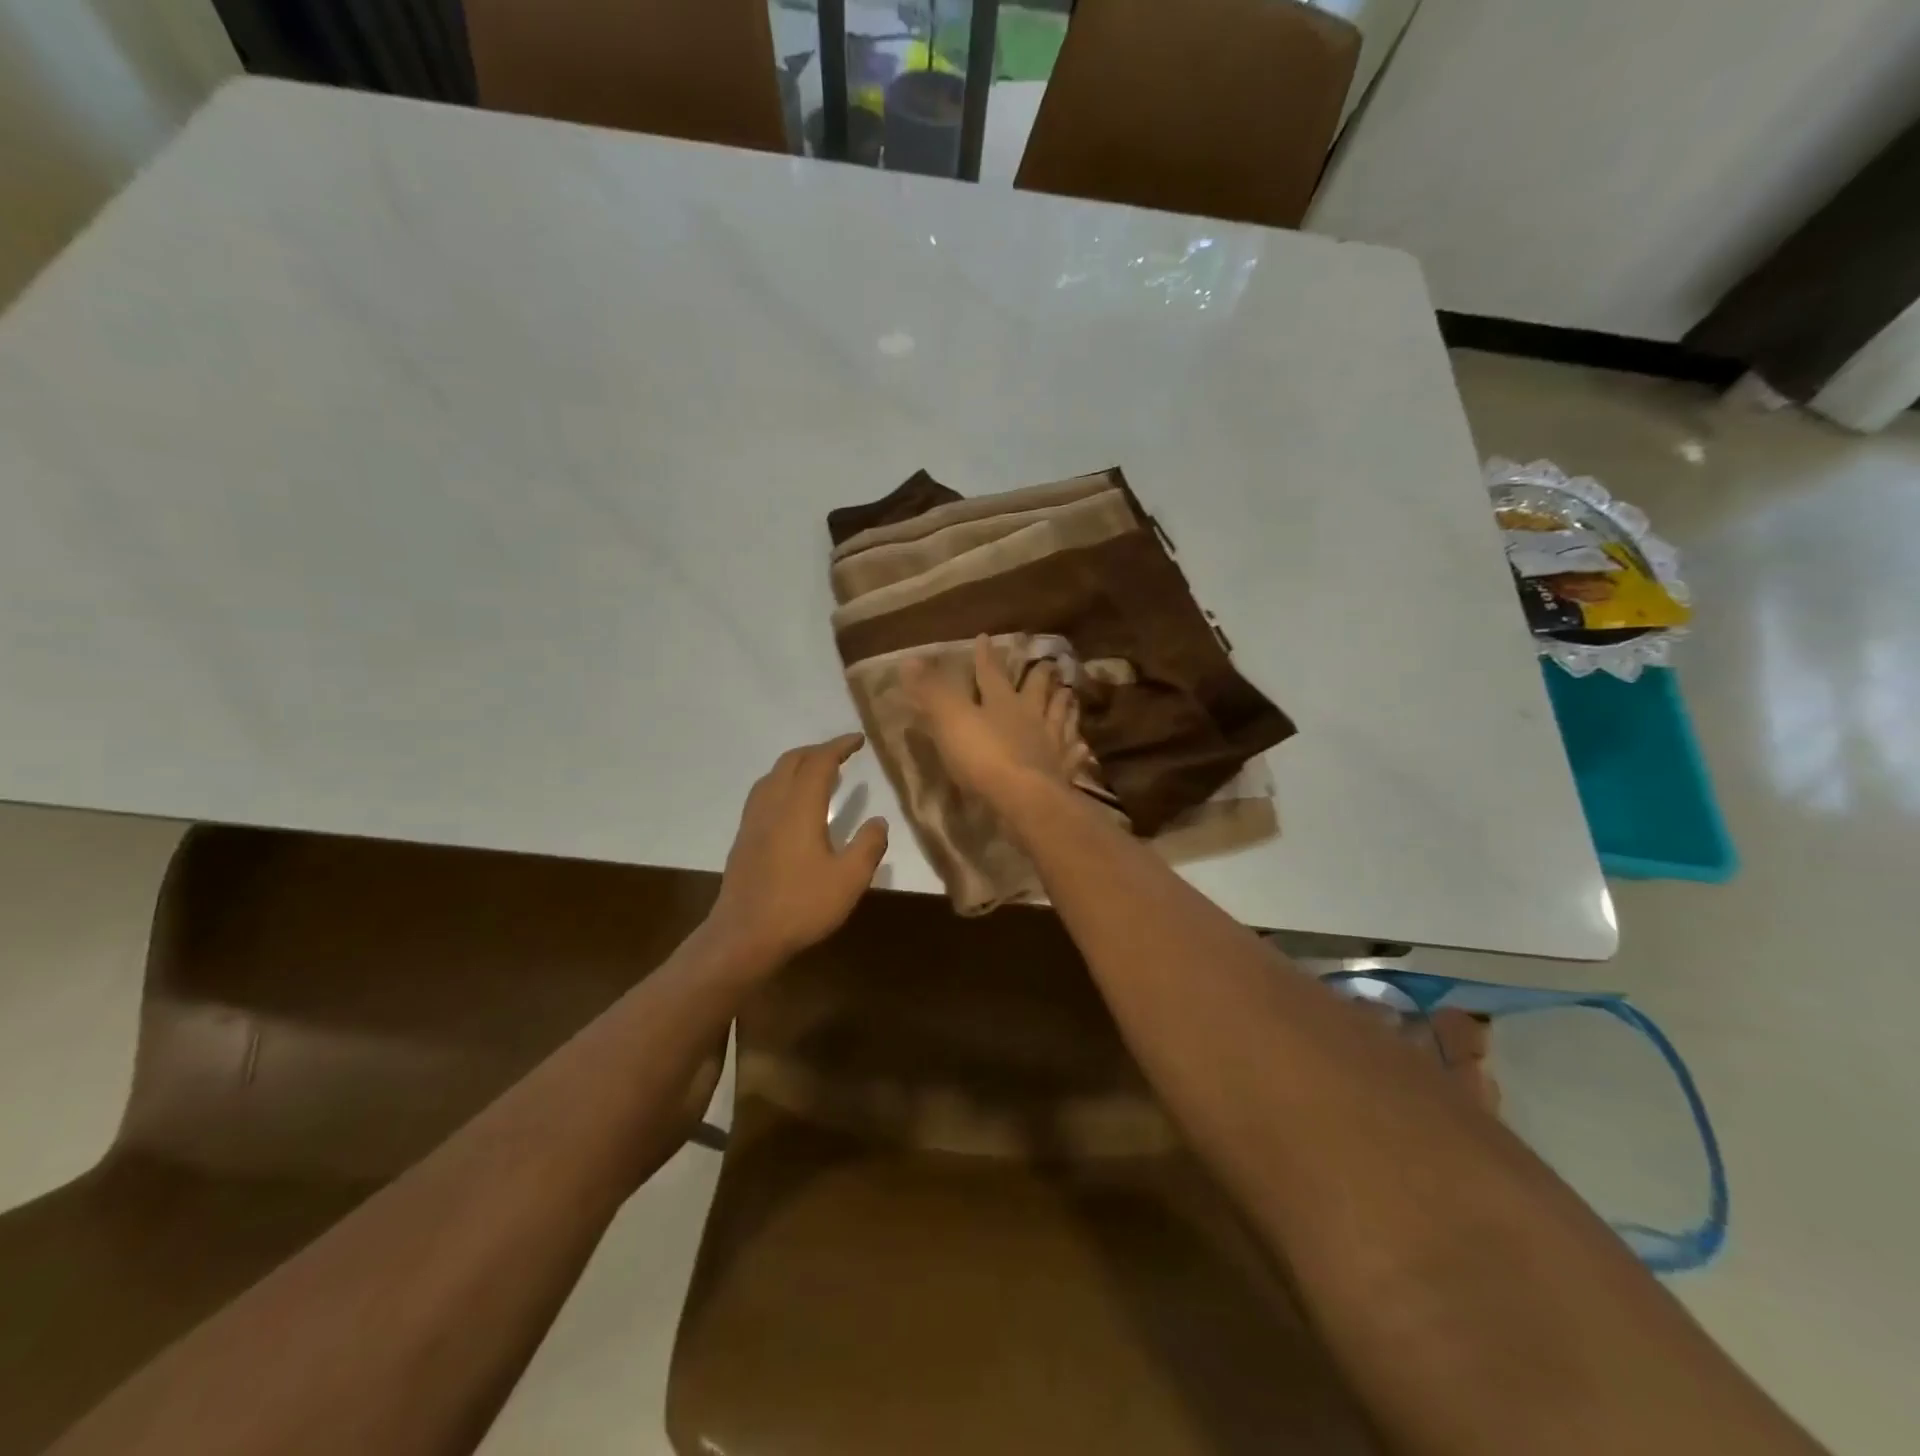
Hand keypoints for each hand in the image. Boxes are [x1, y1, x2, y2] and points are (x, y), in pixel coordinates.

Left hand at [707, 734, 888, 968]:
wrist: (743, 936)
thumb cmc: (801, 905)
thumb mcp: (849, 879)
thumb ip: (869, 846)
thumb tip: (879, 820)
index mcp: (800, 807)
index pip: (819, 762)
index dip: (839, 746)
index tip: (858, 740)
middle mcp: (773, 804)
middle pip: (792, 761)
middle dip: (817, 750)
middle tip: (842, 753)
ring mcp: (753, 821)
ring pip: (773, 776)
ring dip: (797, 765)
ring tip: (818, 772)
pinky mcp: (744, 838)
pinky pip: (764, 793)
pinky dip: (783, 783)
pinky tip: (792, 804)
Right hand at [902, 636, 1090, 812]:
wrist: (1026, 799)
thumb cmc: (985, 757)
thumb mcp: (950, 720)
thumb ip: (932, 691)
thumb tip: (910, 660)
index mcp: (1002, 701)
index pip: (990, 672)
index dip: (985, 656)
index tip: (986, 637)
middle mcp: (1031, 716)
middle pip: (1038, 689)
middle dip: (1040, 675)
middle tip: (1048, 662)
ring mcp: (1052, 742)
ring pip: (1061, 715)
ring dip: (1064, 703)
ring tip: (1069, 693)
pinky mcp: (1064, 770)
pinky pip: (1073, 754)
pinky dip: (1077, 747)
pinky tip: (1082, 746)